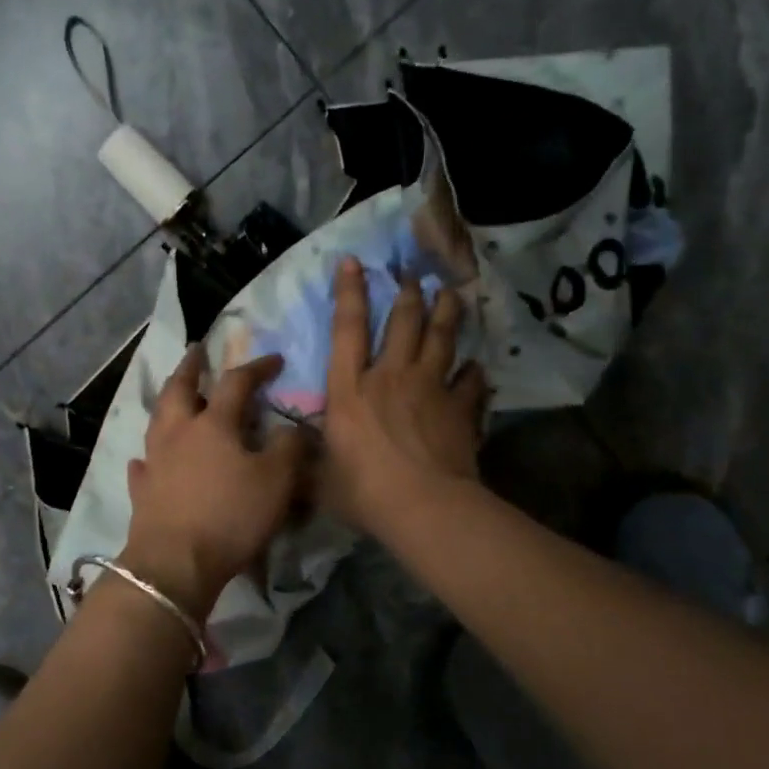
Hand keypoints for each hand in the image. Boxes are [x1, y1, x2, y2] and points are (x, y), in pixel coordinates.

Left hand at [122, 348, 308, 617]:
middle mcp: (178, 433)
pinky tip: (146, 458)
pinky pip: (143, 465)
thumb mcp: (277, 481)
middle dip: (191, 367)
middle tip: (197, 351)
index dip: (256, 368)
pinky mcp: (142, 491)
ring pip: (157, 420)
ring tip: (174, 395)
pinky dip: (148, 456)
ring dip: (167, 402)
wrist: (176, 563)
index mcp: (213, 424)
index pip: (236, 383)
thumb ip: (289, 447)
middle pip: (180, 389)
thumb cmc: (231, 516)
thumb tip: (294, 426)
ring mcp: (155, 461)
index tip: (274, 360)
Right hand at [321, 257, 486, 533]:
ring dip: (446, 312)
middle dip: (407, 294)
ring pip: (440, 338)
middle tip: (413, 274)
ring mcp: (429, 388)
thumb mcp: (320, 479)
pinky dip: (474, 373)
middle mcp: (389, 377)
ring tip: (451, 294)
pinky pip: (471, 381)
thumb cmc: (363, 492)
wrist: (423, 507)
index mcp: (349, 390)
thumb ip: (310, 460)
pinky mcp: (459, 408)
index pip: (347, 329)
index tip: (354, 262)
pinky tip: (477, 368)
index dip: (350, 292)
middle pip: (402, 322)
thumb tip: (292, 454)